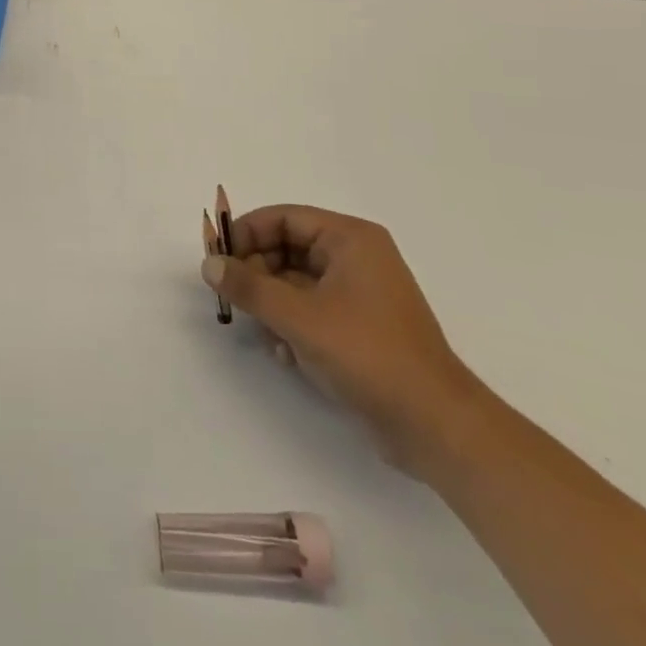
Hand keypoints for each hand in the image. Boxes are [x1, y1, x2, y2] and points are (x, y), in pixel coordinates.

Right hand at [202, 206, 486, 474]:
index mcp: (349, 239)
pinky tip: (287, 355)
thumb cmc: (367, 355)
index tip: (218, 261)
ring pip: (295, 282)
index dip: (246, 234)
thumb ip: (249, 286)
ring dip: (273, 305)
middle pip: (286, 248)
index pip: (283, 218)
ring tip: (265, 334)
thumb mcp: (298, 317)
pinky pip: (311, 310)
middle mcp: (356, 257)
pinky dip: (293, 326)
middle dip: (258, 275)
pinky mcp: (360, 327)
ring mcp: (360, 294)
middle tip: (235, 301)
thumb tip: (209, 263)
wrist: (436, 427)